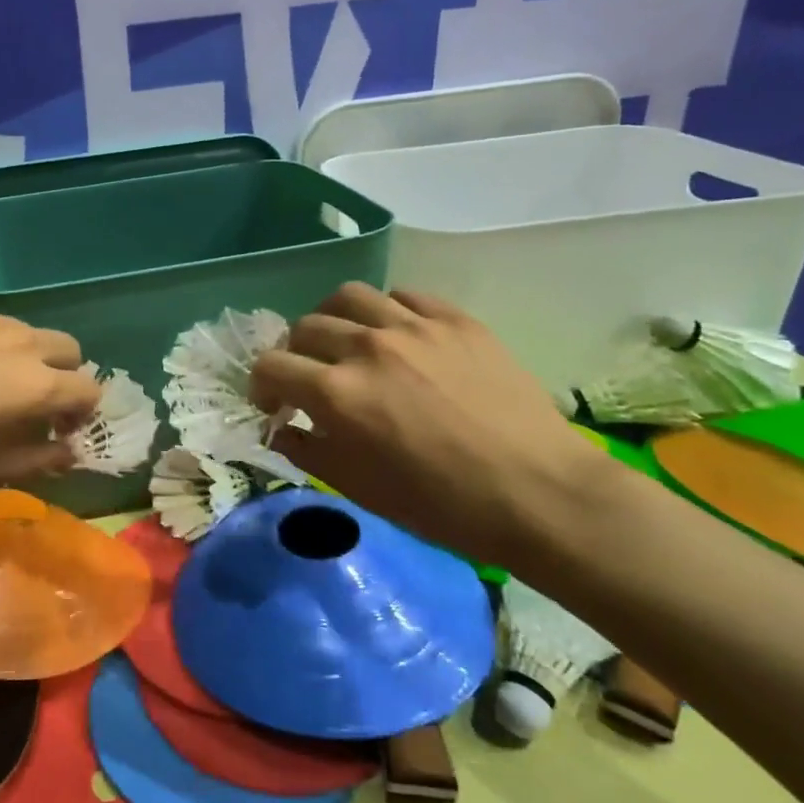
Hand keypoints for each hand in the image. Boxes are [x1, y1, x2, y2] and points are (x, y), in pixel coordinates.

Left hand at [0, 298, 101, 495]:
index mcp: (36, 384)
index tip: (59, 428)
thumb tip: (69, 451)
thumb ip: (40, 459)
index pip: (89, 388)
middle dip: (63, 372)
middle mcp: (20, 341)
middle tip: (32, 398)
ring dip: (22, 353)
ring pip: (24, 329)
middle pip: (67, 347)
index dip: (81, 411)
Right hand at [250, 283, 610, 567]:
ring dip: (334, 319)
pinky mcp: (456, 320)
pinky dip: (387, 312)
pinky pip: (404, 296)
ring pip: (349, 296)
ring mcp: (415, 326)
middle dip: (295, 354)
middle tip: (312, 379)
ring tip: (347, 342)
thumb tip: (283, 429)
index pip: (271, 366)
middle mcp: (368, 347)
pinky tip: (398, 336)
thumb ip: (309, 451)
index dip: (262, 385)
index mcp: (338, 393)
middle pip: (305, 326)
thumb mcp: (361, 490)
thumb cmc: (444, 506)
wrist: (542, 495)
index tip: (275, 404)